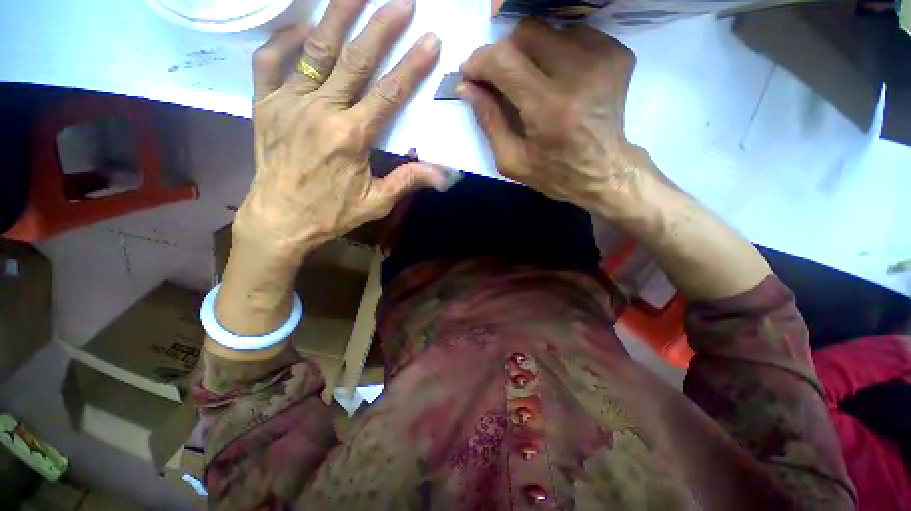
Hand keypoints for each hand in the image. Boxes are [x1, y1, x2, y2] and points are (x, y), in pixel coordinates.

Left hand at [237, 0, 445, 262]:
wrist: (281, 218)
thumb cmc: (331, 212)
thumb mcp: (375, 202)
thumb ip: (407, 180)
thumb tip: (443, 174)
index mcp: (351, 137)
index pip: (388, 93)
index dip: (412, 66)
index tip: (430, 40)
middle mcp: (320, 112)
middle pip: (354, 60)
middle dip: (380, 27)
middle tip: (401, 2)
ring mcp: (288, 103)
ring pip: (315, 50)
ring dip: (336, 16)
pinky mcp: (265, 104)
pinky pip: (269, 61)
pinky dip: (285, 39)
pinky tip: (302, 26)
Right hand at [460, 19, 648, 215]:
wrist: (604, 171)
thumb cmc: (554, 173)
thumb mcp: (512, 160)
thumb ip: (489, 121)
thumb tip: (466, 87)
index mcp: (549, 108)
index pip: (504, 60)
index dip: (480, 61)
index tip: (471, 73)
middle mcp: (579, 74)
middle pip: (527, 32)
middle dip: (505, 52)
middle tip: (502, 78)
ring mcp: (603, 59)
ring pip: (549, 29)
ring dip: (531, 52)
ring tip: (532, 81)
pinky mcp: (618, 53)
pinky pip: (574, 33)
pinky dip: (556, 50)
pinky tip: (556, 77)